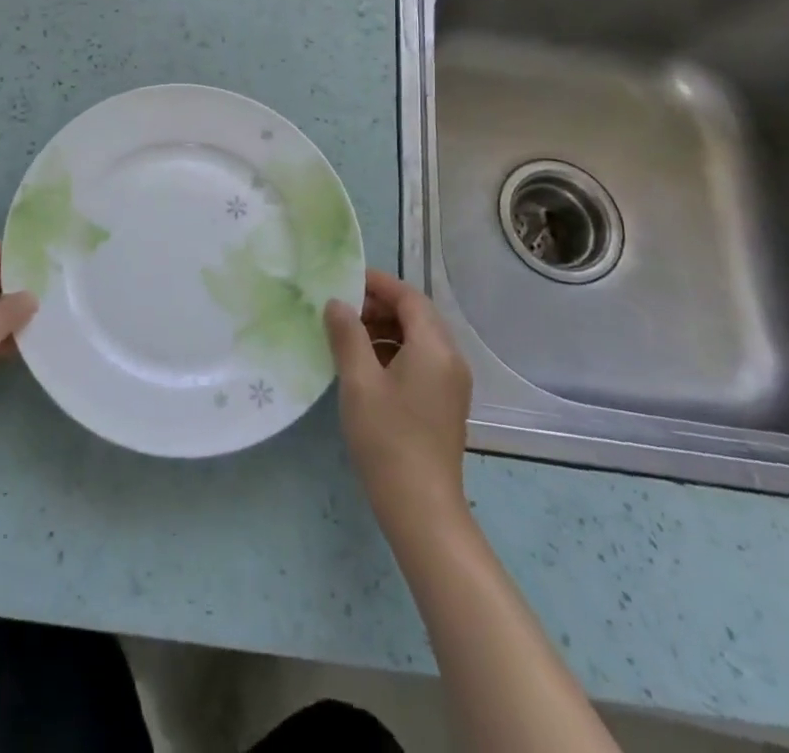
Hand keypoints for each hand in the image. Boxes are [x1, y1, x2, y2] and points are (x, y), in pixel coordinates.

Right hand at [325, 270, 472, 529]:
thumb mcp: (358, 381)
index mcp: (435, 347)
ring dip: (385, 328)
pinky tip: (365, 366)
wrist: (421, 509)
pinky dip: (394, 351)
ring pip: (418, 338)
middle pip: (417, 315)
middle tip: (341, 308)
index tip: (344, 279)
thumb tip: (337, 303)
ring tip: (347, 335)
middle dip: (379, 305)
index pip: (409, 297)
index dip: (378, 283)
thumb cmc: (387, 438)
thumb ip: (347, 335)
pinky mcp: (444, 403)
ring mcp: (451, 383)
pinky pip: (421, 360)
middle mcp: (450, 359)